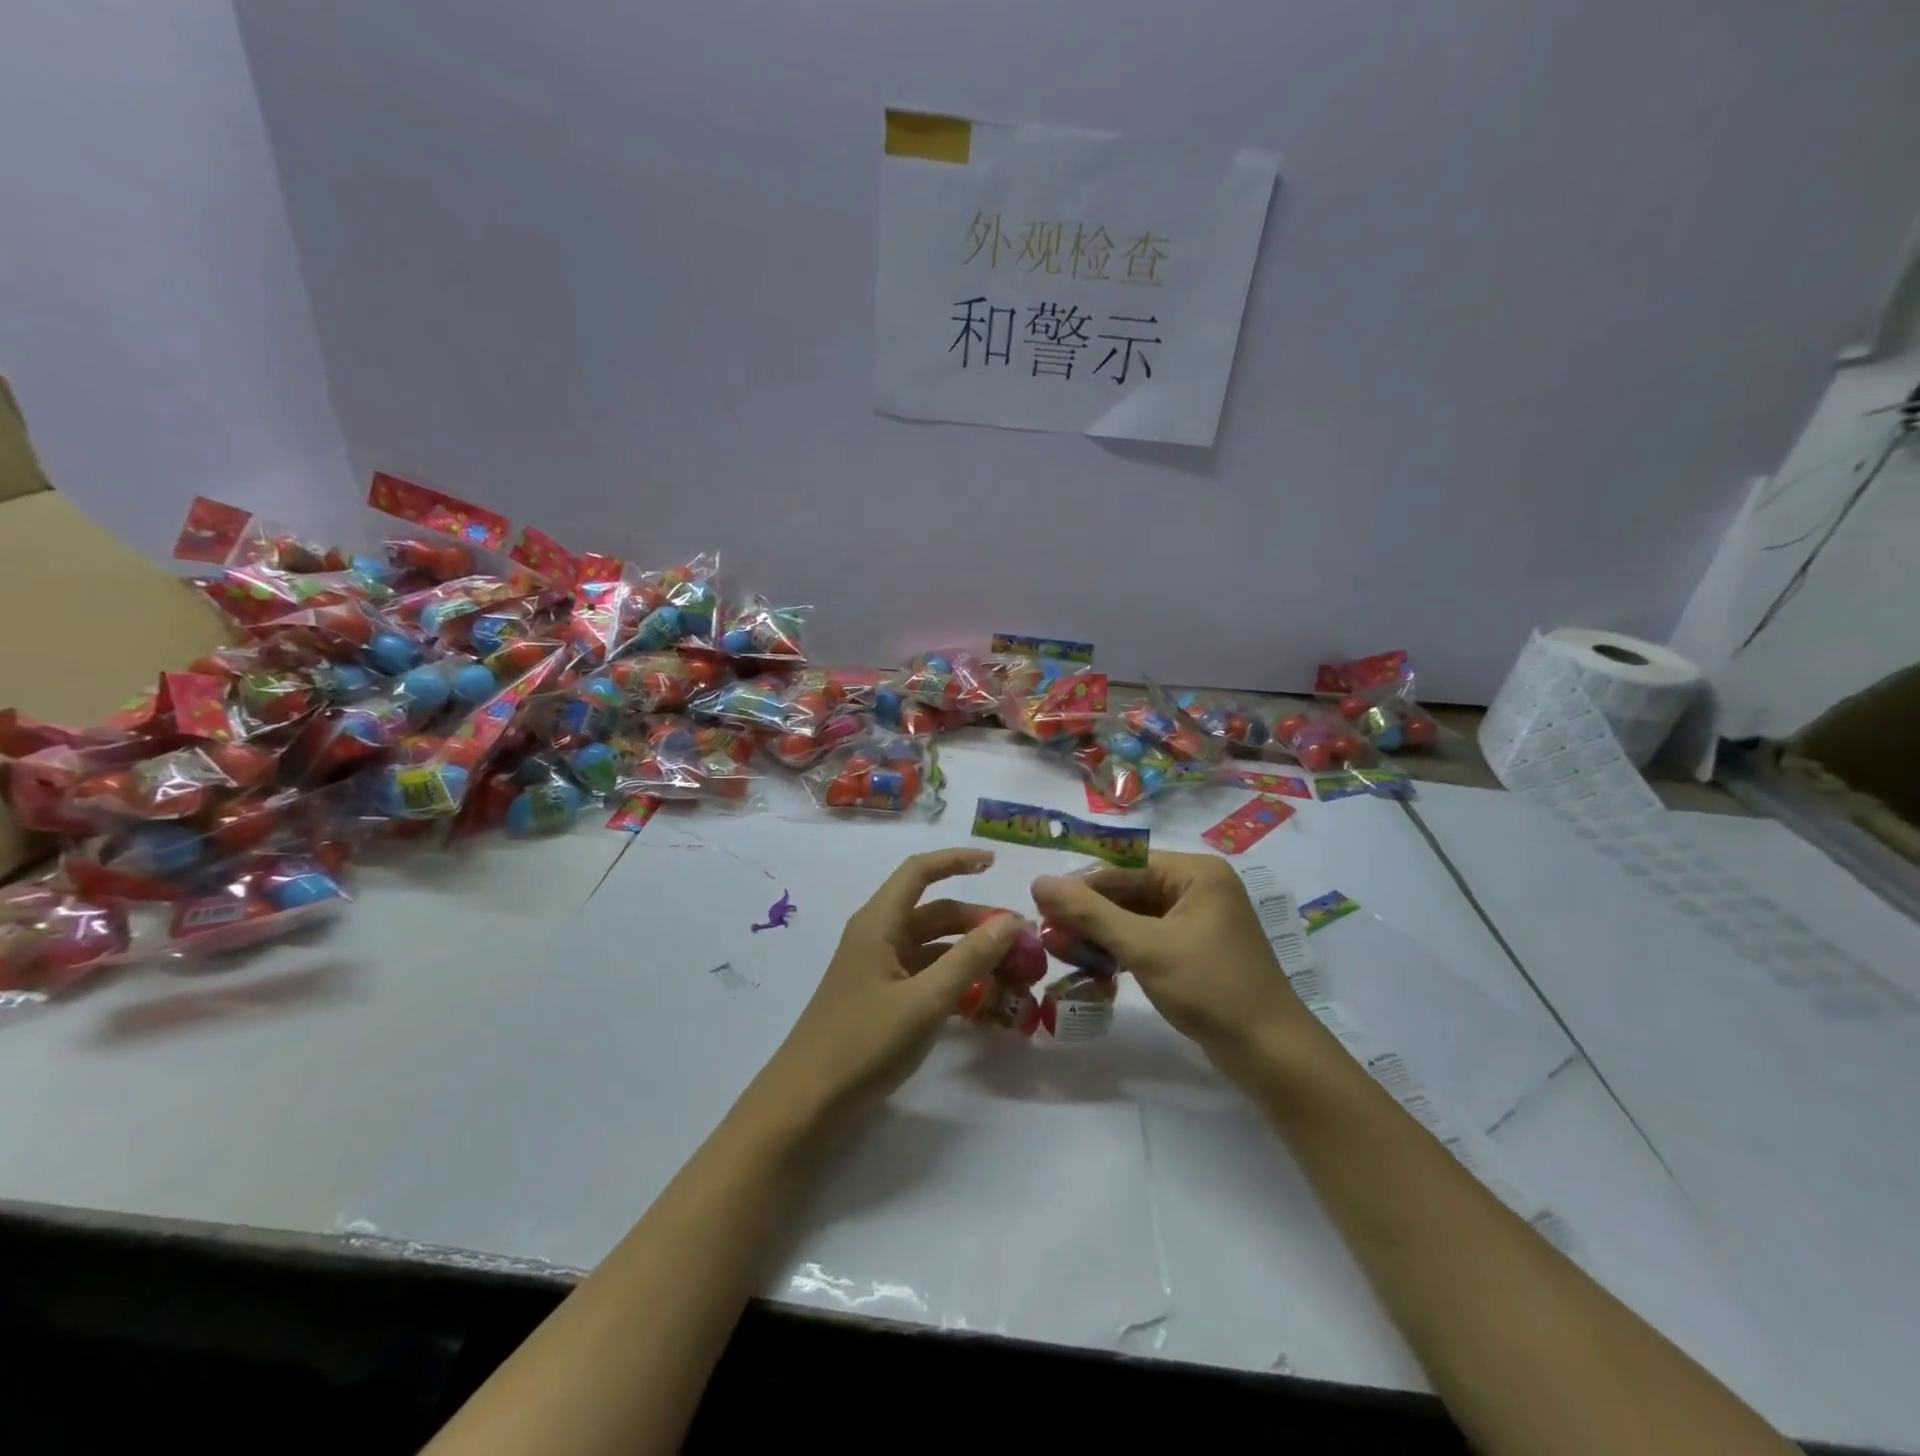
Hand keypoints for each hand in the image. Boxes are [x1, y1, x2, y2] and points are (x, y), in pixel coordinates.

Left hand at [748, 848, 1026, 1137]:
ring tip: (1012, 970)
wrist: (807, 1104)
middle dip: (977, 920)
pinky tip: (984, 999)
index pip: (919, 872)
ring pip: (933, 946)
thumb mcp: (925, 1000)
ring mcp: (879, 970)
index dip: (956, 860)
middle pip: (934, 912)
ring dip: (970, 952)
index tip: (995, 862)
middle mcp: (878, 937)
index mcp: (879, 923)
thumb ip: (969, 958)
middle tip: (1022, 941)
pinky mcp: (882, 999)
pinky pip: (926, 975)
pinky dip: (955, 979)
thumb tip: (1011, 921)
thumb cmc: (863, 1042)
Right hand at [1031, 851, 1319, 1073]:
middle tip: (1048, 932)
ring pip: (1135, 916)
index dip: (1081, 883)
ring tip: (1062, 950)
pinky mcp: (1196, 951)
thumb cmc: (1209, 987)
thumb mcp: (1144, 947)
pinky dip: (1121, 950)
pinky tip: (1093, 965)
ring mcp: (1199, 921)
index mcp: (1196, 873)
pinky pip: (1149, 938)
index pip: (1125, 865)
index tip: (1041, 903)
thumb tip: (1039, 882)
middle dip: (1089, 912)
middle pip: (1129, 889)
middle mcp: (1199, 888)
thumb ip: (1090, 913)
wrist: (1270, 1054)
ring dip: (1100, 933)